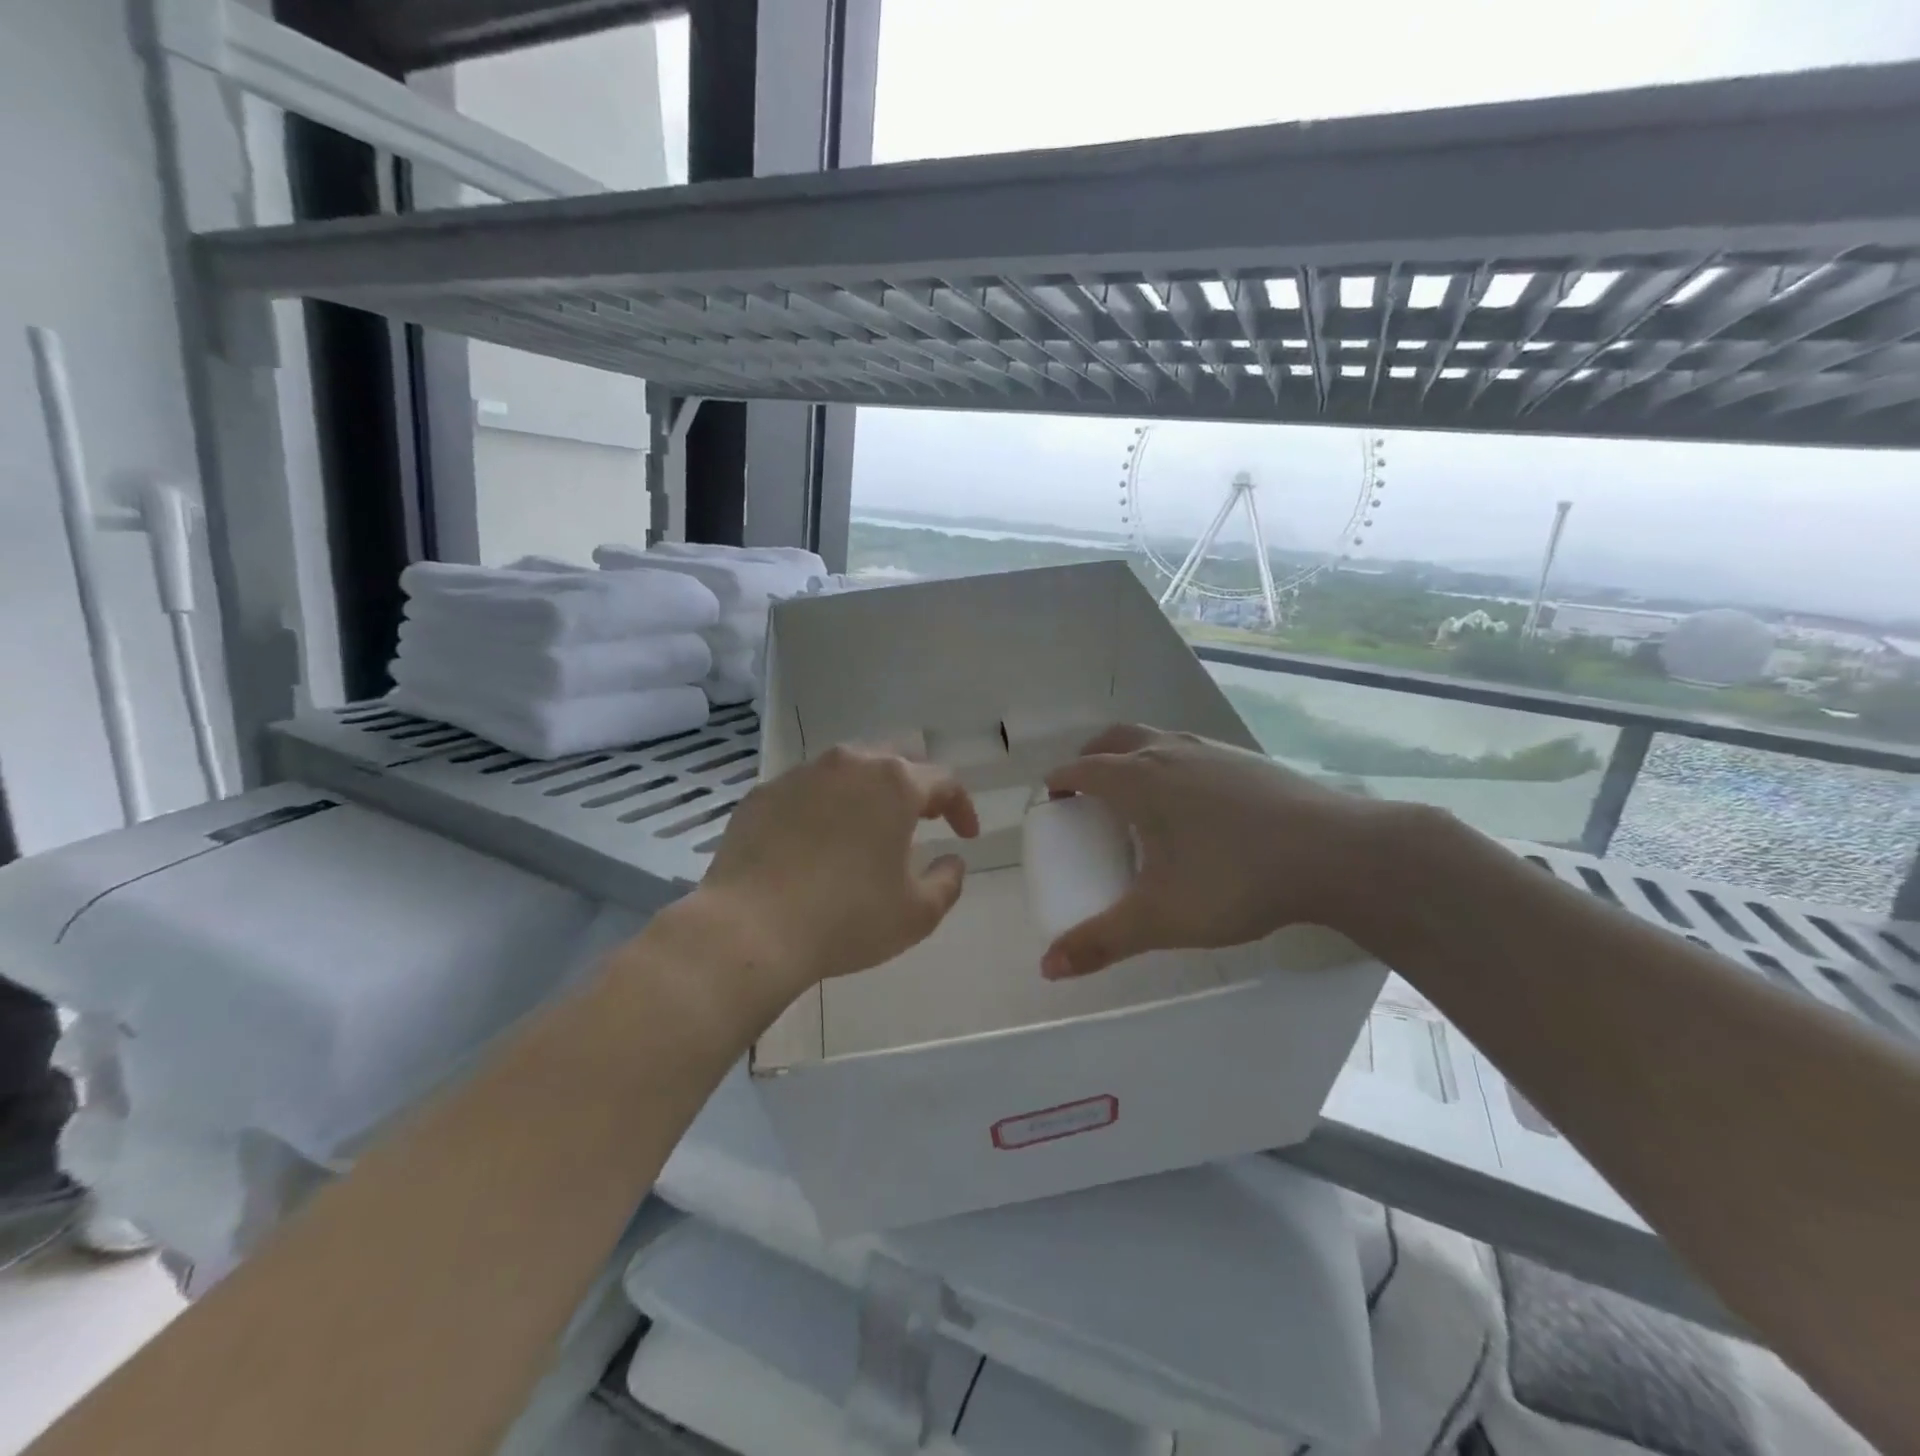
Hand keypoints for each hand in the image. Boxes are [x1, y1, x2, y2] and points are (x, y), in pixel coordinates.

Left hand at [694, 745, 979, 994]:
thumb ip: (948, 881)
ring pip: (847, 771)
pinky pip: (806, 791)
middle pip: (894, 762)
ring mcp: (800, 775)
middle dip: (915, 788)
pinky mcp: (762, 794)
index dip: (961, 807)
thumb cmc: (847, 919)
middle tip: (922, 819)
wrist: (750, 929)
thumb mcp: (917, 913)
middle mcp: (849, 764)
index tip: (966, 835)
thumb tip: (952, 860)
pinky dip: (823, 807)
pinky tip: (817, 842)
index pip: (944, 780)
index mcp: (894, 783)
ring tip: (868, 828)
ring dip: (867, 793)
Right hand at [1040, 724, 1388, 977]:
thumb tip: (1047, 967)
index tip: (1051, 803)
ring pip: (1155, 739)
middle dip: (1090, 758)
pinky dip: (1172, 764)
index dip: (1059, 782)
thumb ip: (1101, 941)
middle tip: (1086, 793)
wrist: (1335, 853)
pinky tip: (1194, 805)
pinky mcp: (1246, 759)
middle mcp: (1168, 751)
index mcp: (1138, 779)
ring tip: (1138, 798)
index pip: (1081, 768)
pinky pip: (1191, 751)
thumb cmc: (1233, 879)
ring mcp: (1211, 750)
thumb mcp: (1160, 918)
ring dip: (1132, 756)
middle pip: (1113, 739)